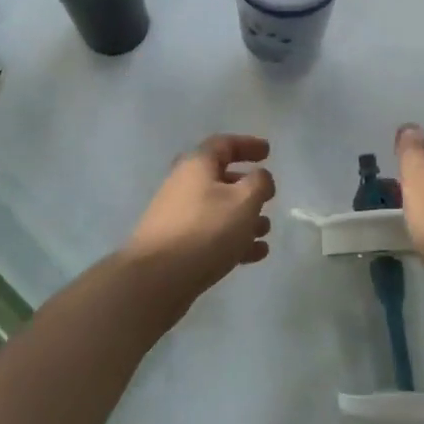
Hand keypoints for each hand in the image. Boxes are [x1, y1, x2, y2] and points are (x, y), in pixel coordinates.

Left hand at [122, 135, 275, 307]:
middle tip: (268, 195)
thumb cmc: (205, 230)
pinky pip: (211, 234)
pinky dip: (234, 239)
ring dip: (244, 217)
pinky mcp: (177, 245)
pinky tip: (255, 254)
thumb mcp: (242, 201)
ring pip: (217, 209)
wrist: (155, 279)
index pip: (224, 144)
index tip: (268, 152)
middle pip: (219, 177)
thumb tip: (260, 176)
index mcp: (197, 165)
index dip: (248, 145)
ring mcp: (178, 216)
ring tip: (266, 230)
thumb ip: (258, 183)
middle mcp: (184, 184)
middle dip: (246, 186)